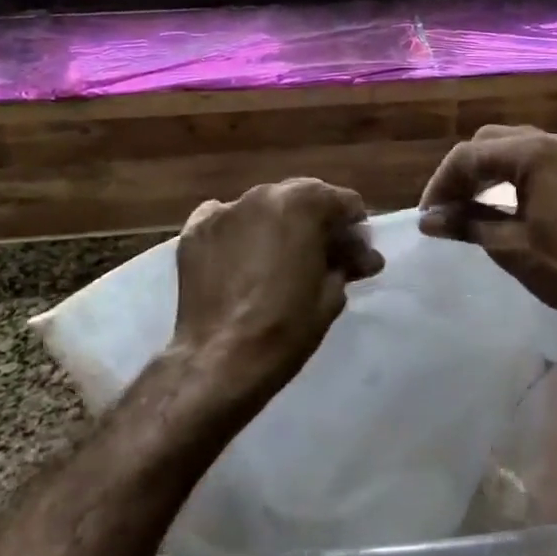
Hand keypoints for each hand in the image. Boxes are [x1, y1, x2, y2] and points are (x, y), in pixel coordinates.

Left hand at [168, 177, 384, 418]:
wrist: (221, 360)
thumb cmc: (287, 327)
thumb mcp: (332, 294)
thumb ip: (347, 263)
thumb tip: (361, 257)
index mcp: (304, 203)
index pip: (344, 202)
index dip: (355, 230)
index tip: (357, 256)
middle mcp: (263, 194)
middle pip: (303, 198)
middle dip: (318, 223)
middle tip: (323, 257)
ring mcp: (225, 210)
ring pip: (265, 208)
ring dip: (279, 227)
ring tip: (280, 261)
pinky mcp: (195, 230)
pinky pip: (227, 221)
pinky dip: (240, 234)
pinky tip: (243, 261)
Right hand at [418, 125, 556, 351]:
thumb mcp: (509, 247)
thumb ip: (466, 223)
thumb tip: (428, 219)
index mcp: (537, 153)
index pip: (472, 155)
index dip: (442, 182)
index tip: (428, 213)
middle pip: (493, 142)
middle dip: (464, 171)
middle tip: (445, 206)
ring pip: (519, 146)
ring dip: (490, 170)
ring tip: (469, 203)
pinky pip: (544, 158)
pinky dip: (519, 172)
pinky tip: (508, 198)